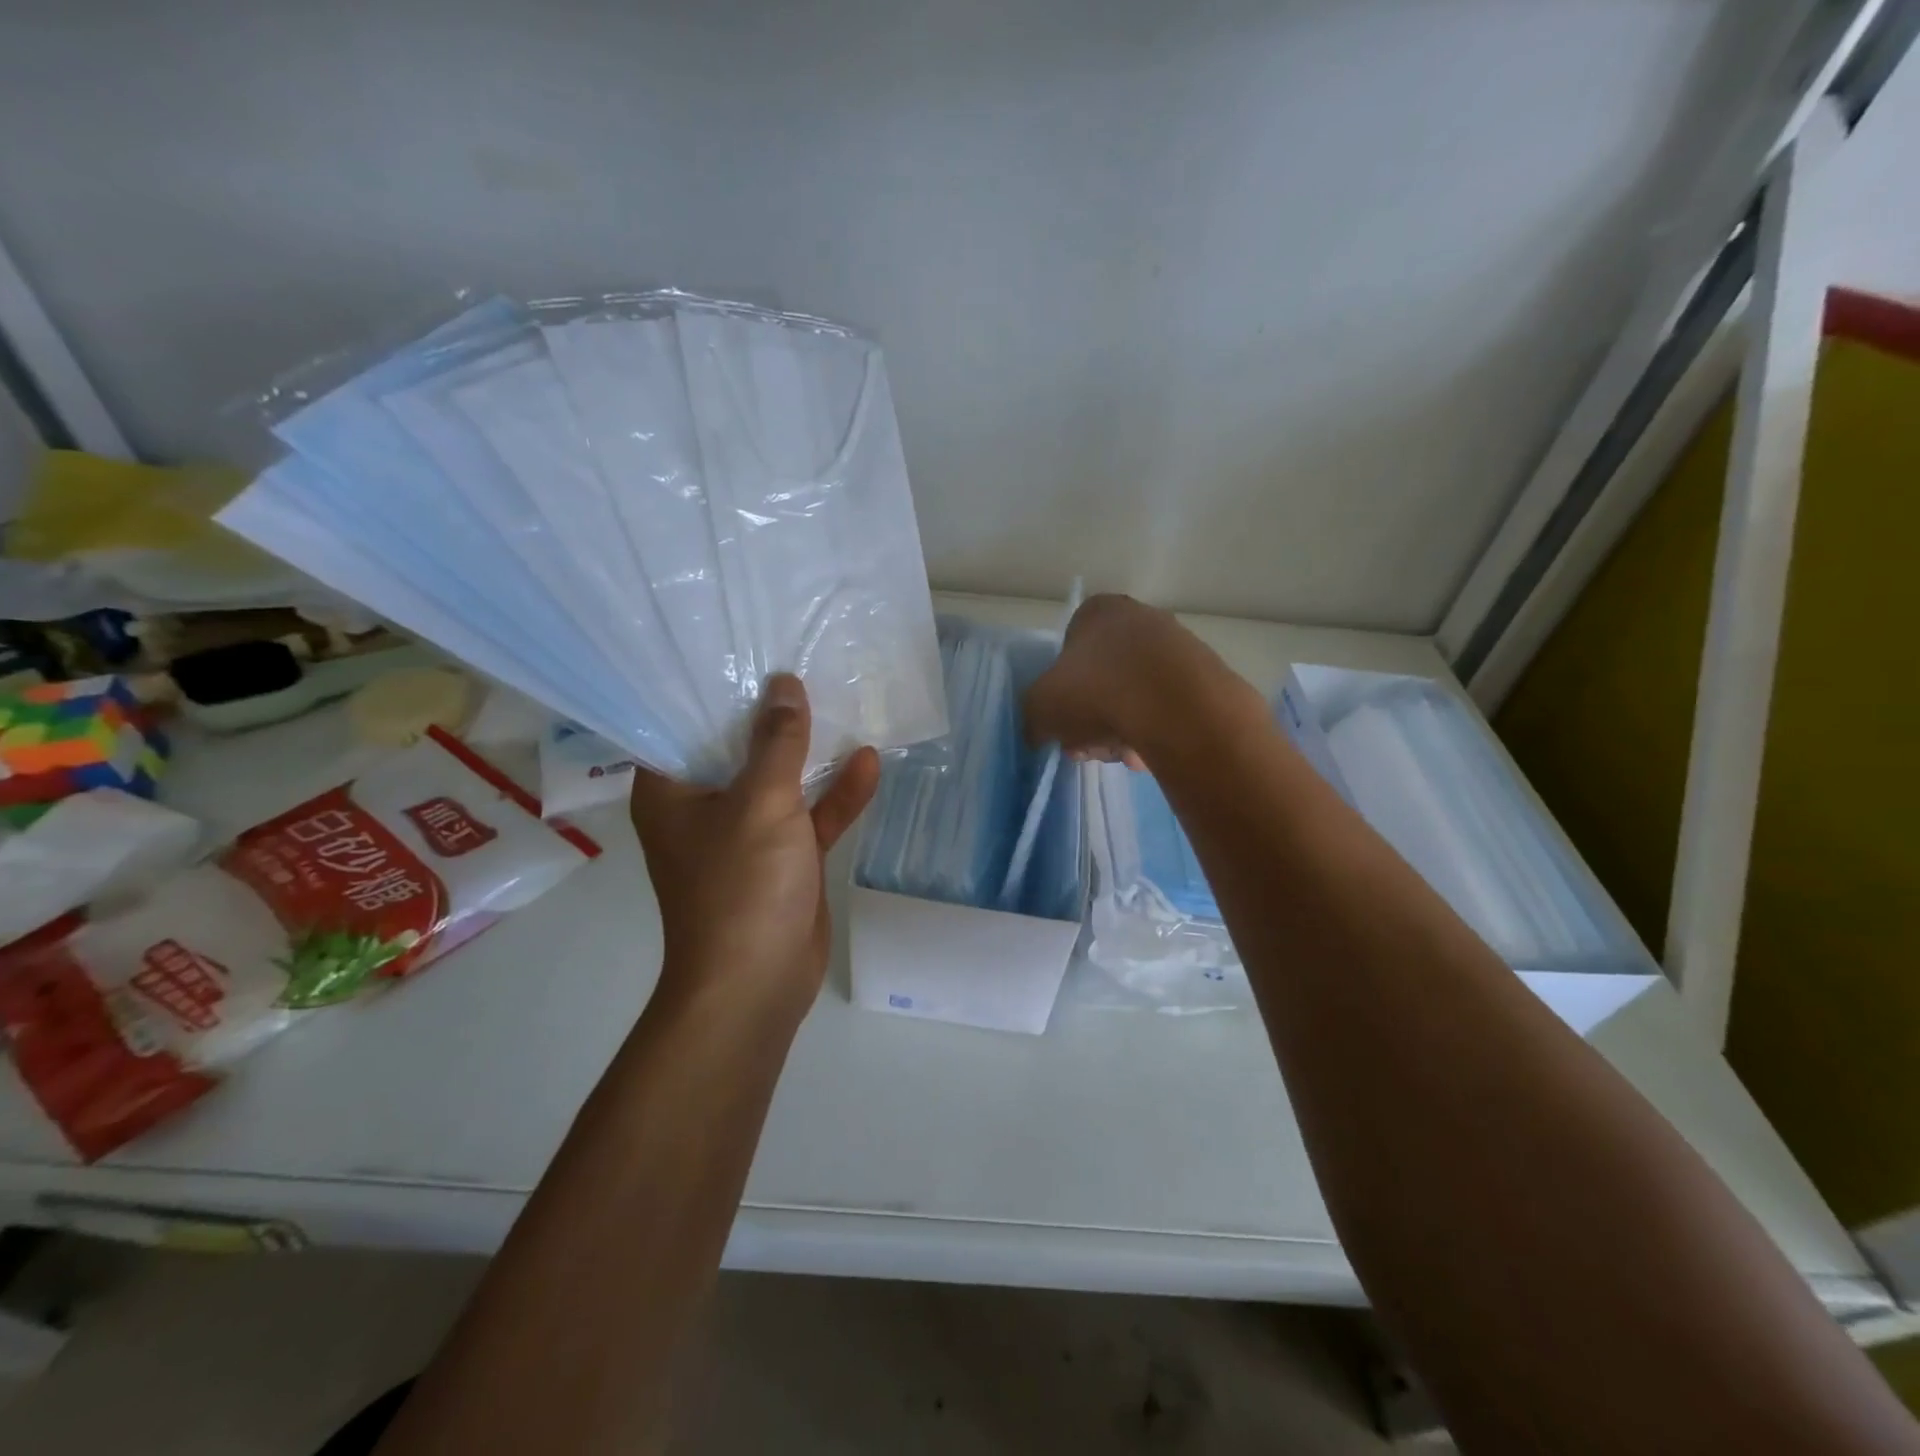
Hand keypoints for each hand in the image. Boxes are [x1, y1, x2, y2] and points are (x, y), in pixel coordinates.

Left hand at [630, 675, 879, 1020]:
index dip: (710, 687)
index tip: (741, 647)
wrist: (758, 984)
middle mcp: (704, 806)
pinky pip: (810, 816)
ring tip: (841, 701)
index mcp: (673, 791)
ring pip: (780, 781)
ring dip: (810, 752)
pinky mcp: (784, 858)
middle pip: (737, 747)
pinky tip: (868, 762)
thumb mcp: (762, 803)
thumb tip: (783, 685)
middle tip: (801, 661)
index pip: (681, 723)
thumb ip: (777, 743)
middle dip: (771, 713)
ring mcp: (747, 834)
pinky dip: (836, 795)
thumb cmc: (741, 886)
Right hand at [1024, 594, 1255, 768]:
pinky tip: (1152, 755)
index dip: (1061, 693)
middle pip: (1103, 678)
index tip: (1063, 724)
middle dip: (1093, 718)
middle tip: (1090, 747)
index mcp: (1097, 611)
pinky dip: (1156, 732)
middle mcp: (1140, 618)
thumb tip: (1041, 732)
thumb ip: (1033, 717)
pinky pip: (1168, 710)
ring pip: (1135, 697)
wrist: (1176, 708)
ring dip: (1123, 730)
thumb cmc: (1096, 692)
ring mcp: (1178, 646)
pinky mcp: (1206, 678)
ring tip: (1124, 755)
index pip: (1068, 652)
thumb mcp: (1039, 707)